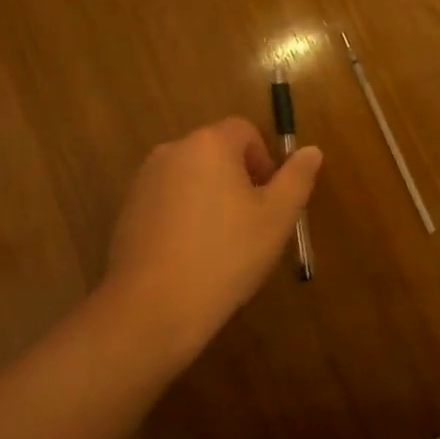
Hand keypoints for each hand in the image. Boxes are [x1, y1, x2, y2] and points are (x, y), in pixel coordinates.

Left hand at [99, 118, 322, 362]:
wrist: (152, 308)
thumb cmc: (225, 255)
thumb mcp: (276, 218)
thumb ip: (297, 178)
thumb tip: (311, 151)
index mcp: (209, 144)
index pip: (244, 131)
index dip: (264, 160)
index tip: (269, 199)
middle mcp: (172, 151)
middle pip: (216, 152)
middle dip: (238, 180)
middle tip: (251, 224)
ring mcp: (144, 181)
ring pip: (191, 178)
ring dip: (211, 198)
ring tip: (222, 244)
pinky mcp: (128, 211)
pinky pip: (168, 201)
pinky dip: (184, 217)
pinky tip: (191, 256)